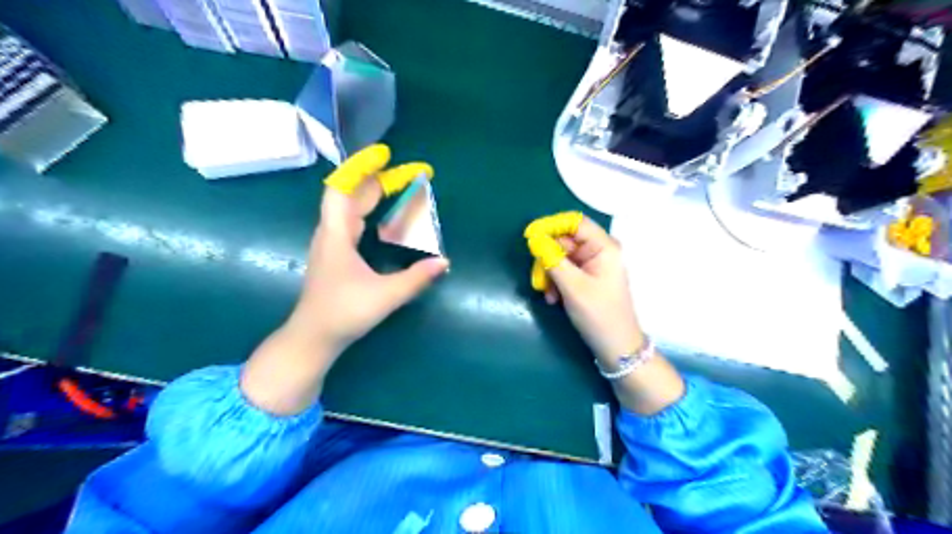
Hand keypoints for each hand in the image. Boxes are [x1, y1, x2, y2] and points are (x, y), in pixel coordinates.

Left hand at [242, 146, 449, 415]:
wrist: (313, 337)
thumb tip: (444, 262)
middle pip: (353, 194)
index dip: (362, 168)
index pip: (343, 188)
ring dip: (375, 194)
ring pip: (352, 207)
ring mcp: (331, 243)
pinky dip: (371, 210)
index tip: (385, 155)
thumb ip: (416, 279)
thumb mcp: (384, 296)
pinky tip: (385, 216)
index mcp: (336, 235)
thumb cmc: (343, 313)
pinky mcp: (336, 254)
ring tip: (402, 187)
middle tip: (412, 175)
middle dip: (381, 180)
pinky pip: (353, 221)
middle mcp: (331, 233)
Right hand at [525, 214, 681, 414]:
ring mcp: (592, 264)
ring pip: (560, 257)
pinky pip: (564, 270)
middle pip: (564, 241)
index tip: (529, 237)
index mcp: (604, 246)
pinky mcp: (586, 277)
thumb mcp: (572, 287)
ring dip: (549, 274)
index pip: (574, 222)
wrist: (616, 347)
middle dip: (547, 258)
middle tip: (538, 279)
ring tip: (547, 295)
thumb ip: (552, 259)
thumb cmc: (598, 315)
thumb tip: (533, 238)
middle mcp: (599, 250)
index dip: (550, 225)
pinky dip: (555, 282)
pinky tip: (553, 299)